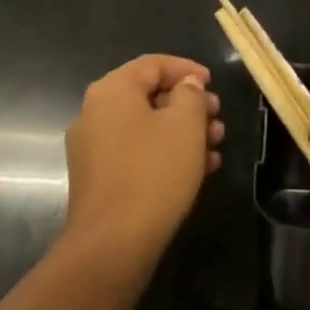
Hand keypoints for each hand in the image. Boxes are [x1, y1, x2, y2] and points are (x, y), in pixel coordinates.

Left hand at [63, 54, 224, 263]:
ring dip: (182, 132)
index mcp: (111, 90)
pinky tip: (198, 170)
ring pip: (145, 127)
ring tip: (215, 147)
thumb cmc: (153, 172)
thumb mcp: (185, 125)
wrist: (113, 245)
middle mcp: (94, 112)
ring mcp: (92, 148)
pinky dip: (165, 153)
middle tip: (217, 118)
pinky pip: (136, 153)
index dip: (187, 69)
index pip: (153, 64)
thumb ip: (190, 94)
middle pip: (148, 95)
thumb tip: (186, 85)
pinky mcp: (97, 179)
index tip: (213, 84)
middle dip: (188, 105)